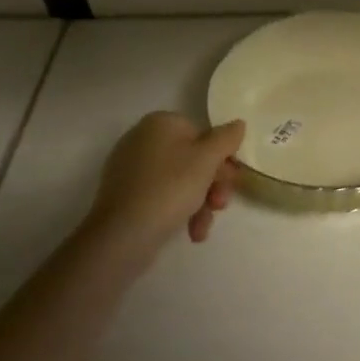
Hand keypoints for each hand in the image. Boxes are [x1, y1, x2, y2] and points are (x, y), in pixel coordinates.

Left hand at [85, 112, 244, 266]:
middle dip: (212, 185)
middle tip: (221, 205)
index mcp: (160, 123)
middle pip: (192, 158)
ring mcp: (130, 169)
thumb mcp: (207, 159)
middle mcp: (142, 140)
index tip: (232, 180)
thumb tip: (238, 124)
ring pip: (179, 181)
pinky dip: (178, 211)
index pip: (202, 134)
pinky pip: (161, 196)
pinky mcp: (125, 196)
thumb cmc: (170, 188)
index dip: (221, 158)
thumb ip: (227, 138)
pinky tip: (191, 232)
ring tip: (203, 227)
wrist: (121, 236)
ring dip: (200, 203)